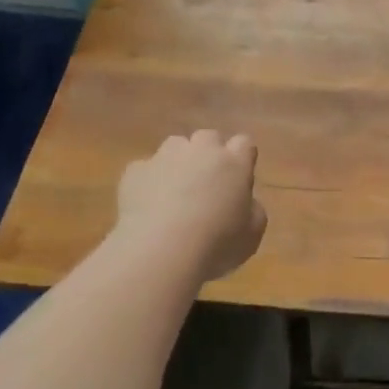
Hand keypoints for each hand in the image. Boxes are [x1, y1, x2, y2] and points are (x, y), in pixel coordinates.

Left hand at [115, 131, 267, 281]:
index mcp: (234, 163)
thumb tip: (244, 201)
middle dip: (209, 154)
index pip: (244, 143)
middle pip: (208, 137)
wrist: (161, 250)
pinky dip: (149, 181)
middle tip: (207, 184)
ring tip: (174, 192)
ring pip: (175, 146)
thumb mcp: (252, 234)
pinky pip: (145, 169)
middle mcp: (201, 150)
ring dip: (178, 161)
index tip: (239, 179)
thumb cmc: (217, 243)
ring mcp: (165, 157)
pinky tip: (148, 206)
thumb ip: (252, 209)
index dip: (241, 158)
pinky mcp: (135, 170)